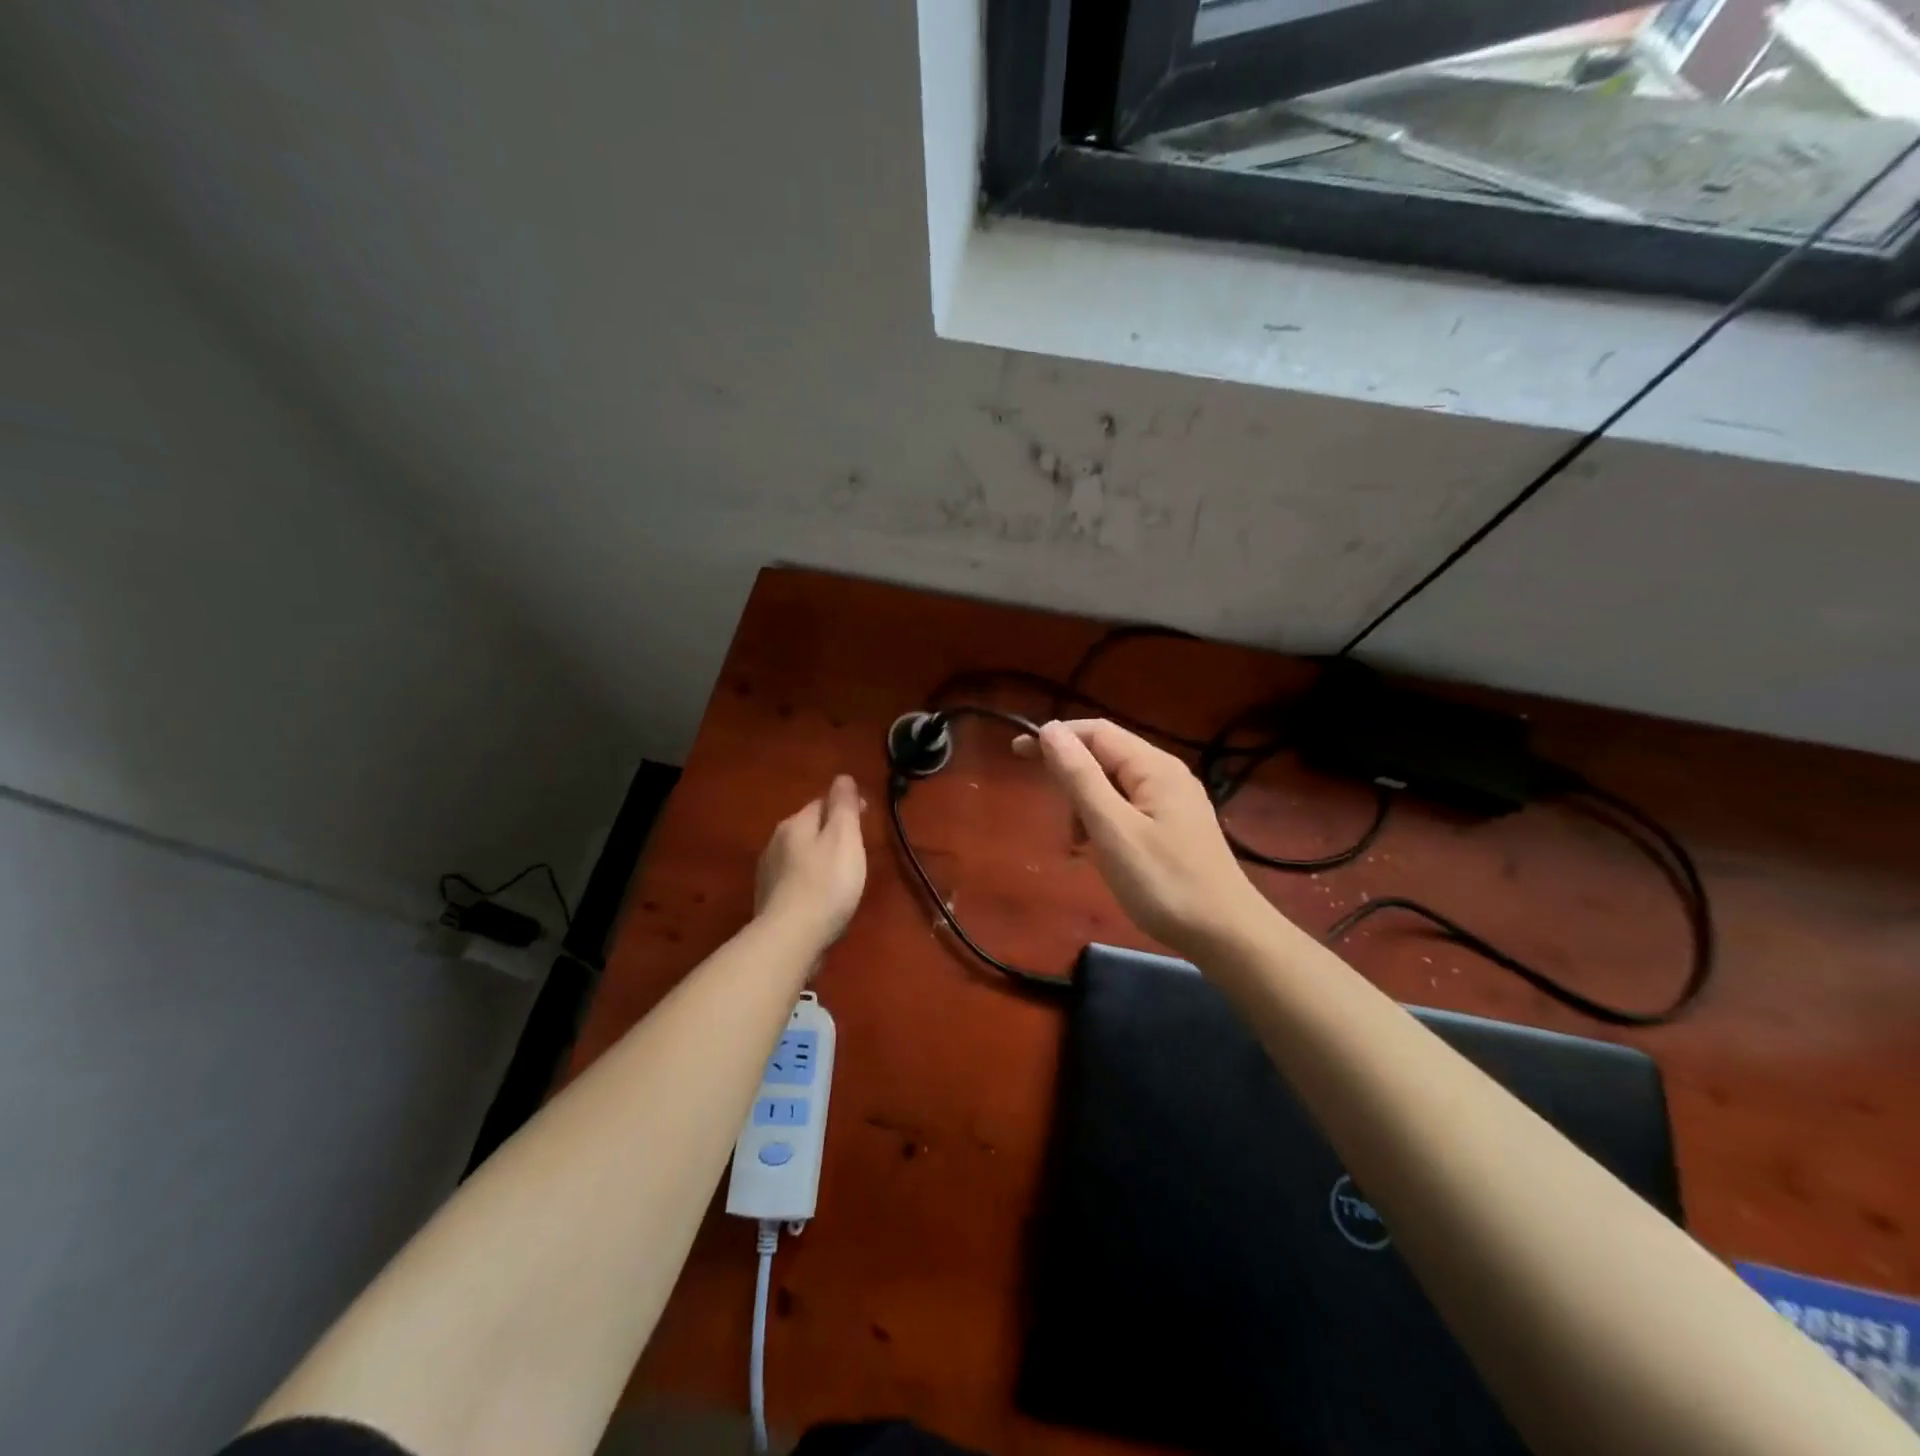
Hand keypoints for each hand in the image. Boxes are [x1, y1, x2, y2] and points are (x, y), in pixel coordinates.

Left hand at [755, 775, 867, 945]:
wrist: (791, 937)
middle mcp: (775, 842)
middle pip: (808, 828)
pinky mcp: (769, 901)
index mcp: (795, 824)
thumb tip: (842, 777)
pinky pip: (794, 880)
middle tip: (856, 849)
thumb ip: (844, 806)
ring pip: (799, 855)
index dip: (845, 807)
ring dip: (818, 858)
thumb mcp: (844, 837)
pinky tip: (820, 897)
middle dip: (830, 833)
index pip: (821, 803)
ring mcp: (768, 873)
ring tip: (840, 874)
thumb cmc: (826, 883)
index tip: (866, 818)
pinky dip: (809, 881)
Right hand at [1016, 720, 1273, 957]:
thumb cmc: (1164, 882)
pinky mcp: (1174, 827)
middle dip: (1071, 778)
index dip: (1055, 737)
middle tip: (1053, 816)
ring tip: (1079, 845)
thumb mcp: (1113, 829)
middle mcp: (1165, 774)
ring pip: (1114, 785)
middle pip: (1105, 755)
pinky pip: (1128, 809)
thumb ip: (1080, 777)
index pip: (1096, 732)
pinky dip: (1104, 823)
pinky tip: (1101, 851)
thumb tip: (1051, 730)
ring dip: (1086, 805)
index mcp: (1153, 766)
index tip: (1017, 754)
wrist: (1226, 934)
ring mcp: (1173, 801)